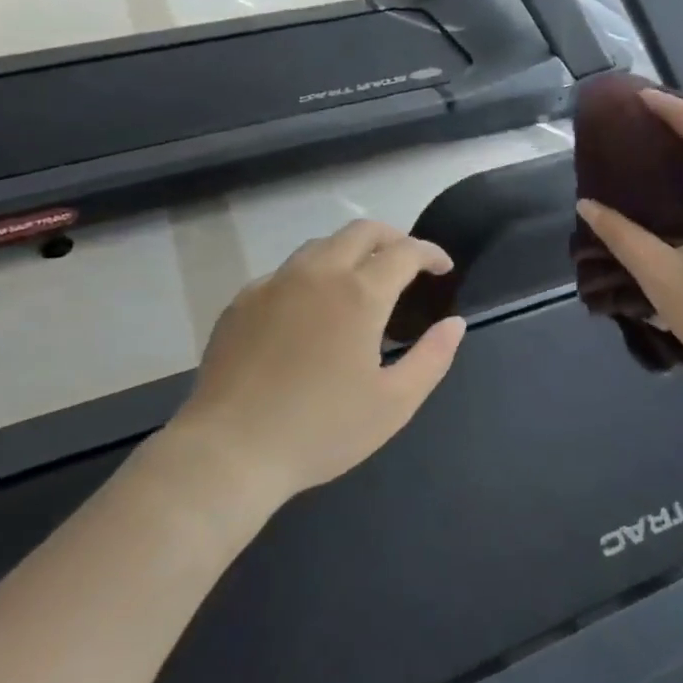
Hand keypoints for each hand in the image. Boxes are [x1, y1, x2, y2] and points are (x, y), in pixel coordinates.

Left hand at [174, 219, 467, 502]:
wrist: (229, 451)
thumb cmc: (321, 430)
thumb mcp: (394, 404)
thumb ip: (432, 358)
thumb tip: (454, 324)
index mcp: (359, 293)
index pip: (405, 251)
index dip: (430, 253)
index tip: (442, 268)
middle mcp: (318, 273)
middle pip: (362, 231)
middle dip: (393, 238)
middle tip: (407, 263)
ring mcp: (275, 283)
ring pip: (321, 245)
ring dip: (351, 251)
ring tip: (362, 281)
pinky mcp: (243, 300)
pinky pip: (286, 272)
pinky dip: (312, 275)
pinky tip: (311, 310)